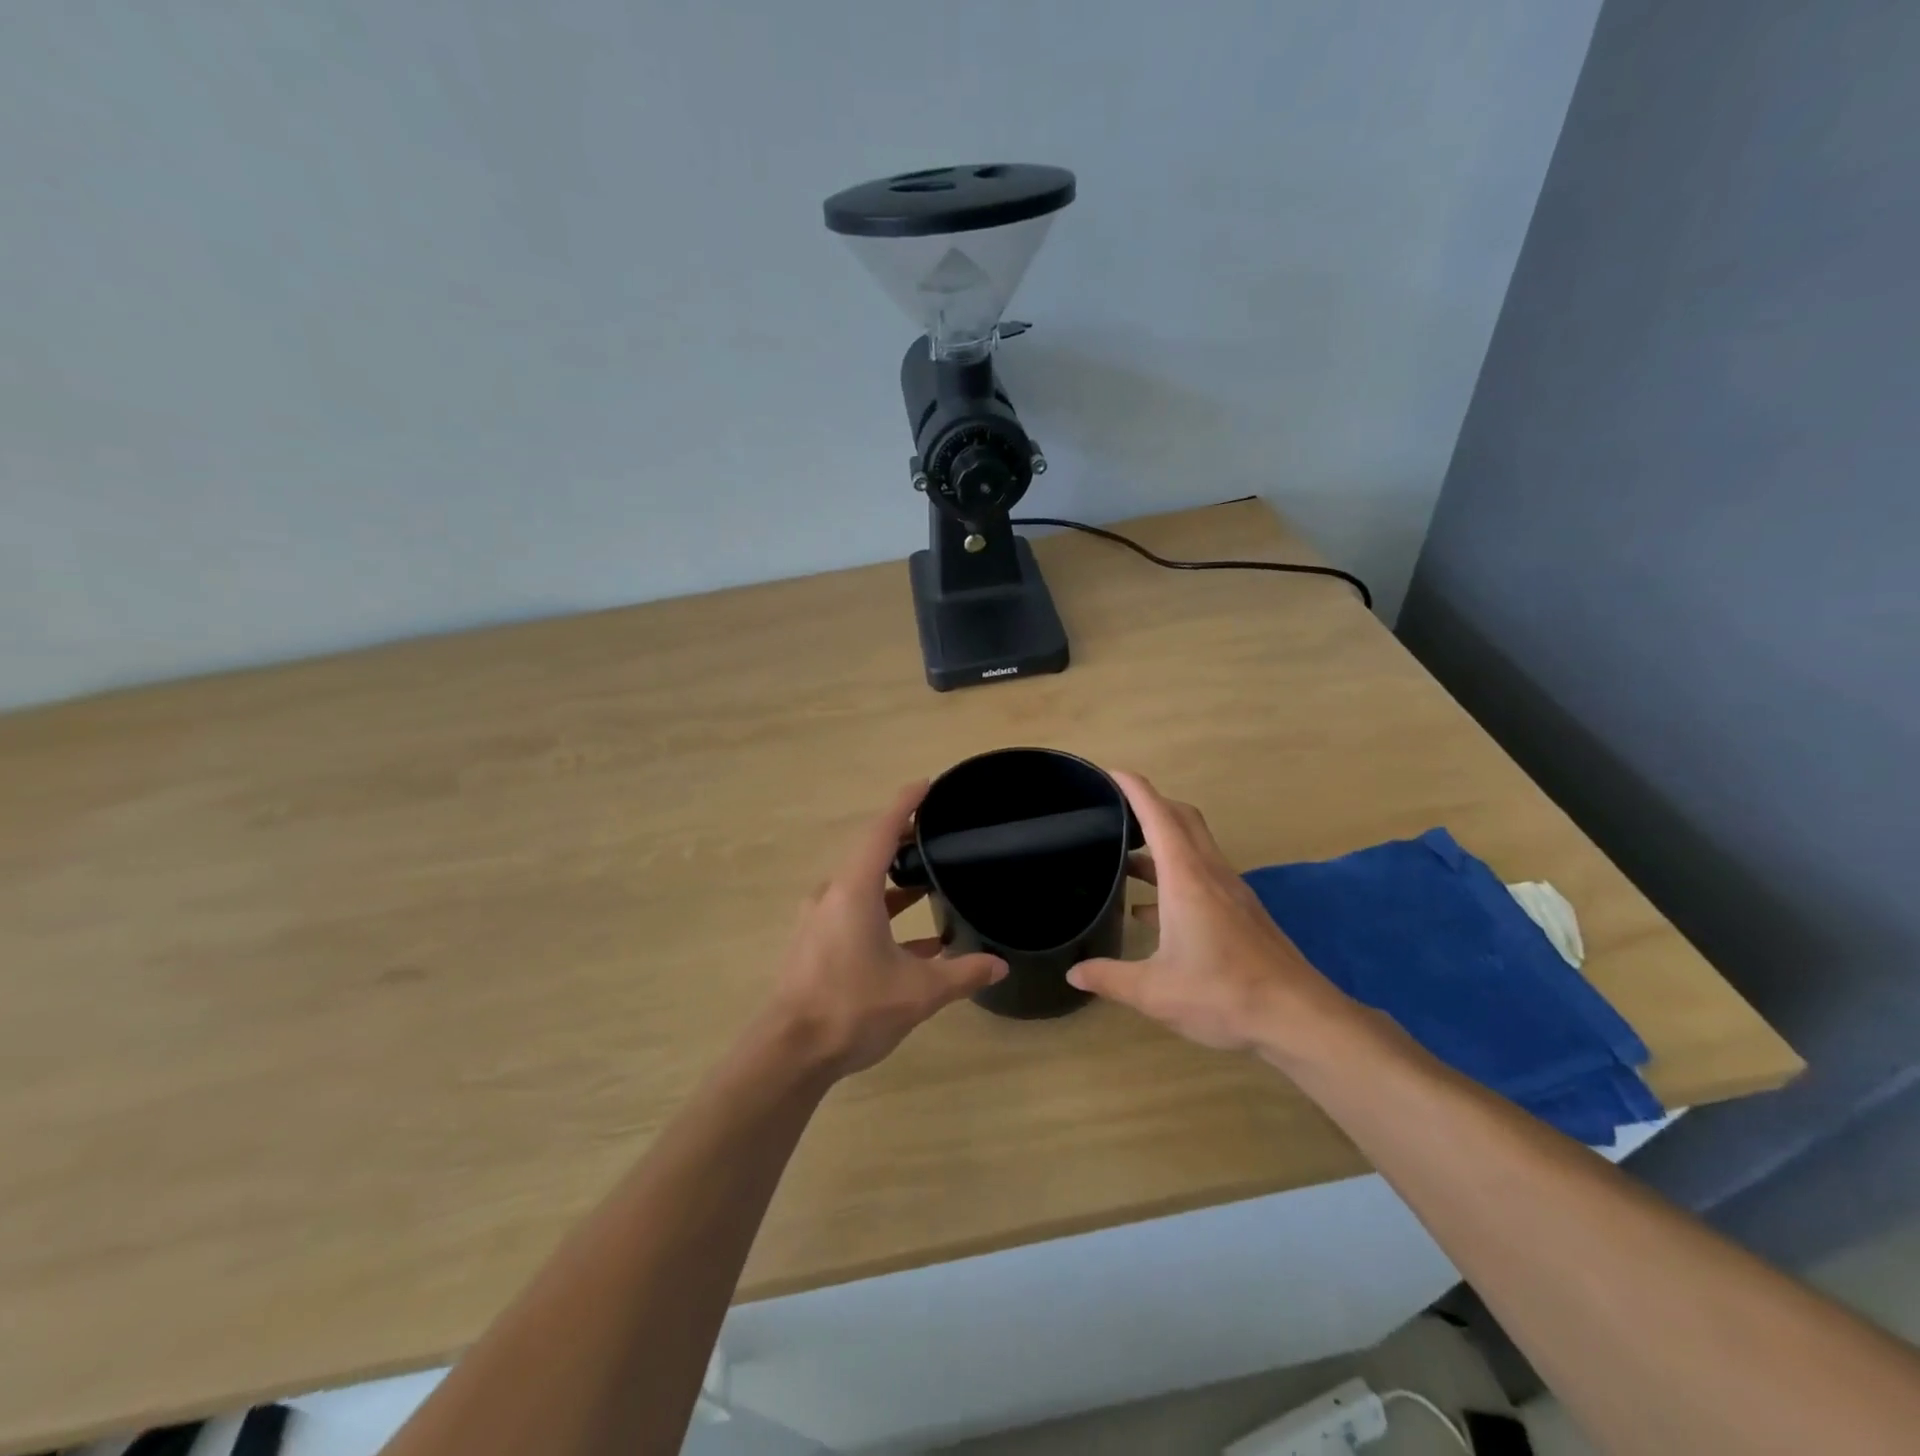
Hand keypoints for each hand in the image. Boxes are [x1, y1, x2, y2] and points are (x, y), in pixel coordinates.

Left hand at [765, 781, 1007, 1078]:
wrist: (790, 1053)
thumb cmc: (853, 1008)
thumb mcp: (918, 991)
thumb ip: (962, 973)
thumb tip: (1000, 965)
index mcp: (854, 891)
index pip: (881, 831)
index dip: (905, 804)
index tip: (927, 784)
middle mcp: (832, 896)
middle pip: (870, 855)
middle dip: (903, 843)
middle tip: (936, 836)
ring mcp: (819, 920)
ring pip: (862, 888)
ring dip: (893, 885)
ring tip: (928, 884)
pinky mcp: (814, 944)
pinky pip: (853, 914)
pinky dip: (881, 916)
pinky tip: (914, 943)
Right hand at [1066, 772, 1359, 1055]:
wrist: (1297, 1018)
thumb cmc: (1223, 995)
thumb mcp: (1155, 991)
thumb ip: (1109, 977)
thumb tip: (1073, 972)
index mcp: (1186, 878)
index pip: (1158, 815)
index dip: (1134, 788)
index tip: (1110, 772)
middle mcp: (1210, 873)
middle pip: (1181, 818)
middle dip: (1150, 804)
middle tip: (1114, 809)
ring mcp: (1230, 890)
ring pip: (1194, 845)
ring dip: (1162, 840)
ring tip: (1125, 855)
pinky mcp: (1240, 910)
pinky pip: (1202, 873)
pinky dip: (1174, 873)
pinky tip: (1151, 910)